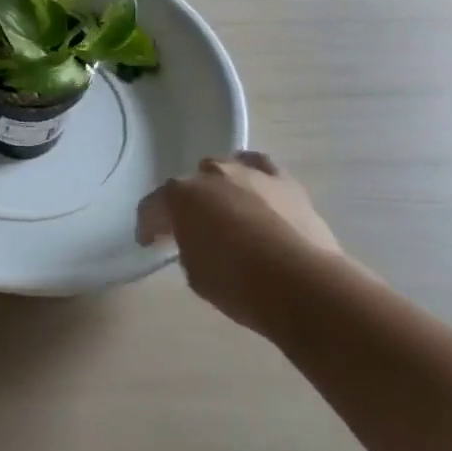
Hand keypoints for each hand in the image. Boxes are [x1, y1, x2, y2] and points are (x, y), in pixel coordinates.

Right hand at [136, 151, 351, 330]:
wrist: (302, 284)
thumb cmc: (238, 284)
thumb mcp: (195, 273)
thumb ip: (188, 248)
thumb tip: (198, 242)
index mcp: (179, 197)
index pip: (153, 207)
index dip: (149, 226)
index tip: (150, 242)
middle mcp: (209, 175)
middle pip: (189, 184)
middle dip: (187, 204)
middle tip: (191, 229)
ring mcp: (247, 173)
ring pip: (223, 170)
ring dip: (219, 188)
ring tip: (226, 209)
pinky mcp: (283, 180)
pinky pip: (260, 166)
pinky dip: (253, 173)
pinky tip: (254, 188)